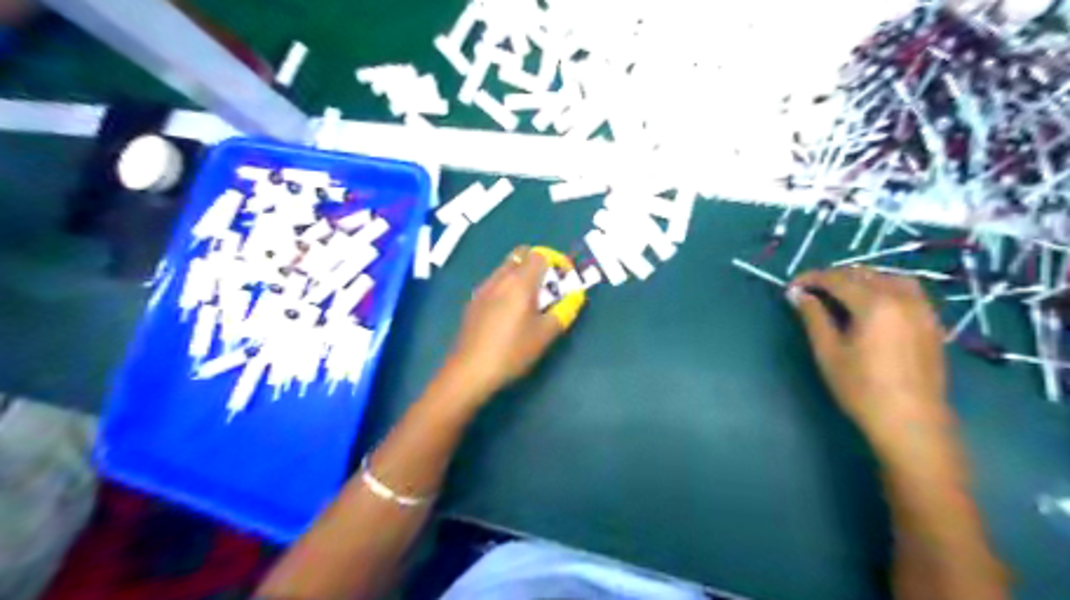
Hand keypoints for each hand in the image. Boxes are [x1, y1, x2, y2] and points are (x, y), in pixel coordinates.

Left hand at [448, 249, 566, 401]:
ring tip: (531, 302)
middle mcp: (500, 278)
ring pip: (506, 268)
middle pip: (521, 255)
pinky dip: (507, 287)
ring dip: (522, 275)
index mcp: (520, 282)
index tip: (564, 280)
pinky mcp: (473, 301)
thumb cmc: (512, 351)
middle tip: (549, 288)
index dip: (556, 262)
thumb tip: (576, 297)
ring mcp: (483, 288)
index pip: (540, 254)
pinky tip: (509, 313)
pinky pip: (494, 283)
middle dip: (539, 265)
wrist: (470, 370)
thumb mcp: (545, 334)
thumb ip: (564, 311)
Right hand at [785, 268, 952, 453]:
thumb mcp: (828, 352)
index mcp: (875, 304)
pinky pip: (907, 290)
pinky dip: (884, 287)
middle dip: (834, 277)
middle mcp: (902, 298)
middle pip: (864, 274)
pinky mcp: (931, 322)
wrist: (911, 422)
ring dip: (861, 279)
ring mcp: (922, 309)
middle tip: (810, 291)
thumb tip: (797, 294)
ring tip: (841, 294)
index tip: (792, 286)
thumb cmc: (862, 388)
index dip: (812, 279)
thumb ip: (813, 316)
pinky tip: (871, 304)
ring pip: (889, 277)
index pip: (838, 279)